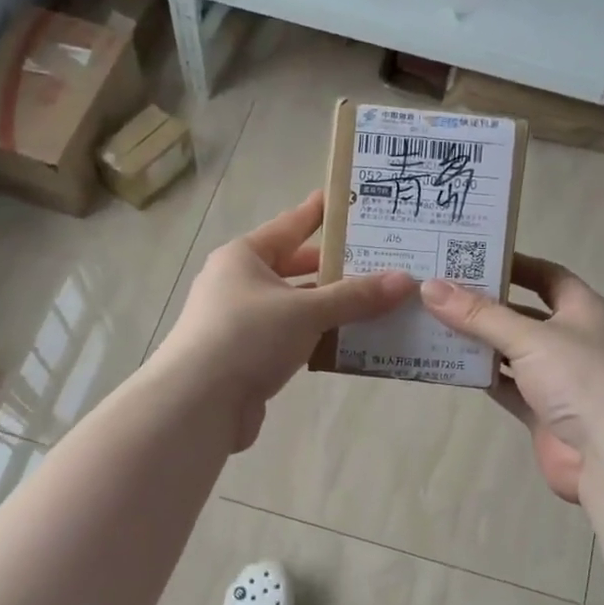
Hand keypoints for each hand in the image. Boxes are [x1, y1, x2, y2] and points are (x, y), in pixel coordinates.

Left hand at [156, 191, 415, 451]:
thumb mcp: (306, 311)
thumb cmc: (248, 337)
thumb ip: (355, 297)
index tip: (348, 201)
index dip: (319, 213)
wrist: (197, 403)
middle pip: (294, 268)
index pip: (290, 225)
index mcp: (244, 257)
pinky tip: (349, 342)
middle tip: (377, 261)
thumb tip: (405, 280)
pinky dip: (317, 338)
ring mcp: (240, 322)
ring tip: (376, 303)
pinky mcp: (246, 357)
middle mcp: (238, 283)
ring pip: (294, 306)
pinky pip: (290, 338)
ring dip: (330, 308)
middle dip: (334, 268)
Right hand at [420, 256, 603, 503]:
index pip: (546, 275)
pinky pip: (505, 385)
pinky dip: (481, 376)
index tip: (472, 257)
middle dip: (485, 303)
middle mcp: (570, 339)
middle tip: (439, 289)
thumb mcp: (529, 338)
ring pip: (510, 351)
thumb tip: (430, 287)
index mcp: (581, 309)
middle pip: (522, 313)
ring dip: (478, 341)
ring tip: (433, 322)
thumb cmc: (580, 379)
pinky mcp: (541, 411)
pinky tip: (448, 364)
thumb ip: (479, 315)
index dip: (513, 264)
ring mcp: (556, 377)